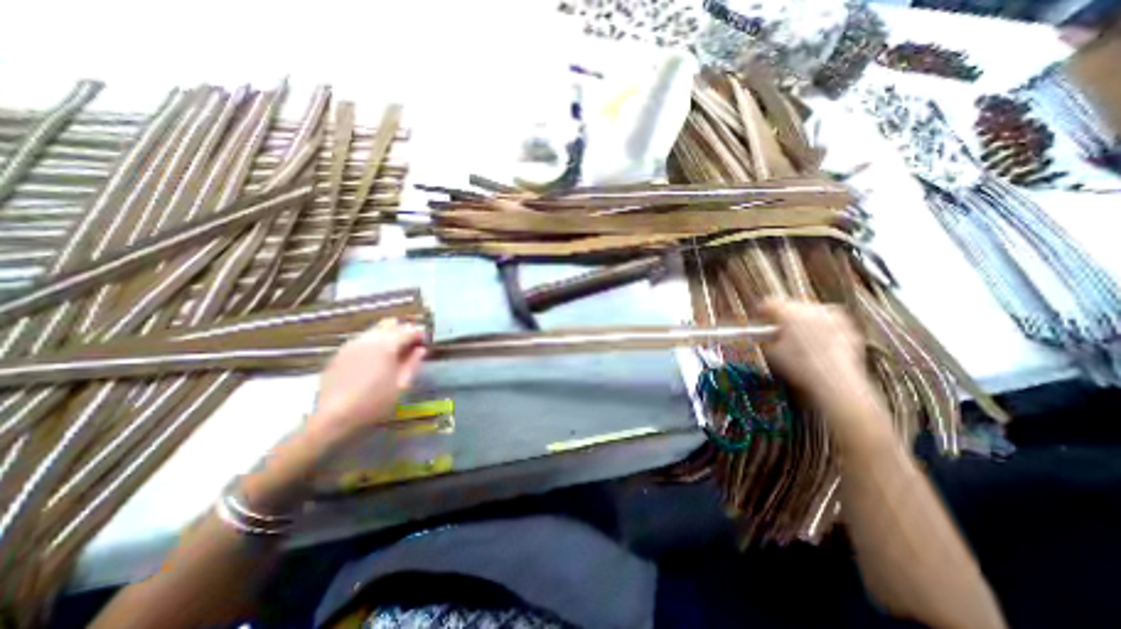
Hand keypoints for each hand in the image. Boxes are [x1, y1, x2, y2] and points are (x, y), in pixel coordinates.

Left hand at [305, 319, 426, 445]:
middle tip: (411, 347)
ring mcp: (351, 344)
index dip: (421, 335)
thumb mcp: (402, 385)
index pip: (409, 330)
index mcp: (386, 344)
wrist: (334, 418)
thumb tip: (421, 350)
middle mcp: (368, 338)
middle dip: (403, 331)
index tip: (426, 344)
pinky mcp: (340, 354)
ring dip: (388, 336)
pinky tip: (375, 362)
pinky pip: (362, 340)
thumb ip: (413, 363)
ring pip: (375, 330)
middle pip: (391, 323)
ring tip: (394, 355)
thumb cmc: (375, 402)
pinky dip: (373, 344)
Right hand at [763, 298, 866, 403]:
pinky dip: (823, 330)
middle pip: (791, 305)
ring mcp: (833, 317)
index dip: (761, 312)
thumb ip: (765, 339)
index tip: (758, 320)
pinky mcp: (849, 328)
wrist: (835, 382)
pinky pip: (831, 323)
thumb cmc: (798, 366)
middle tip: (778, 331)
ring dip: (804, 321)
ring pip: (812, 312)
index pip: (769, 302)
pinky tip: (819, 346)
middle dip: (784, 316)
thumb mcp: (771, 353)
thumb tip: (764, 336)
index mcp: (789, 311)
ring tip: (799, 338)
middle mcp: (811, 308)